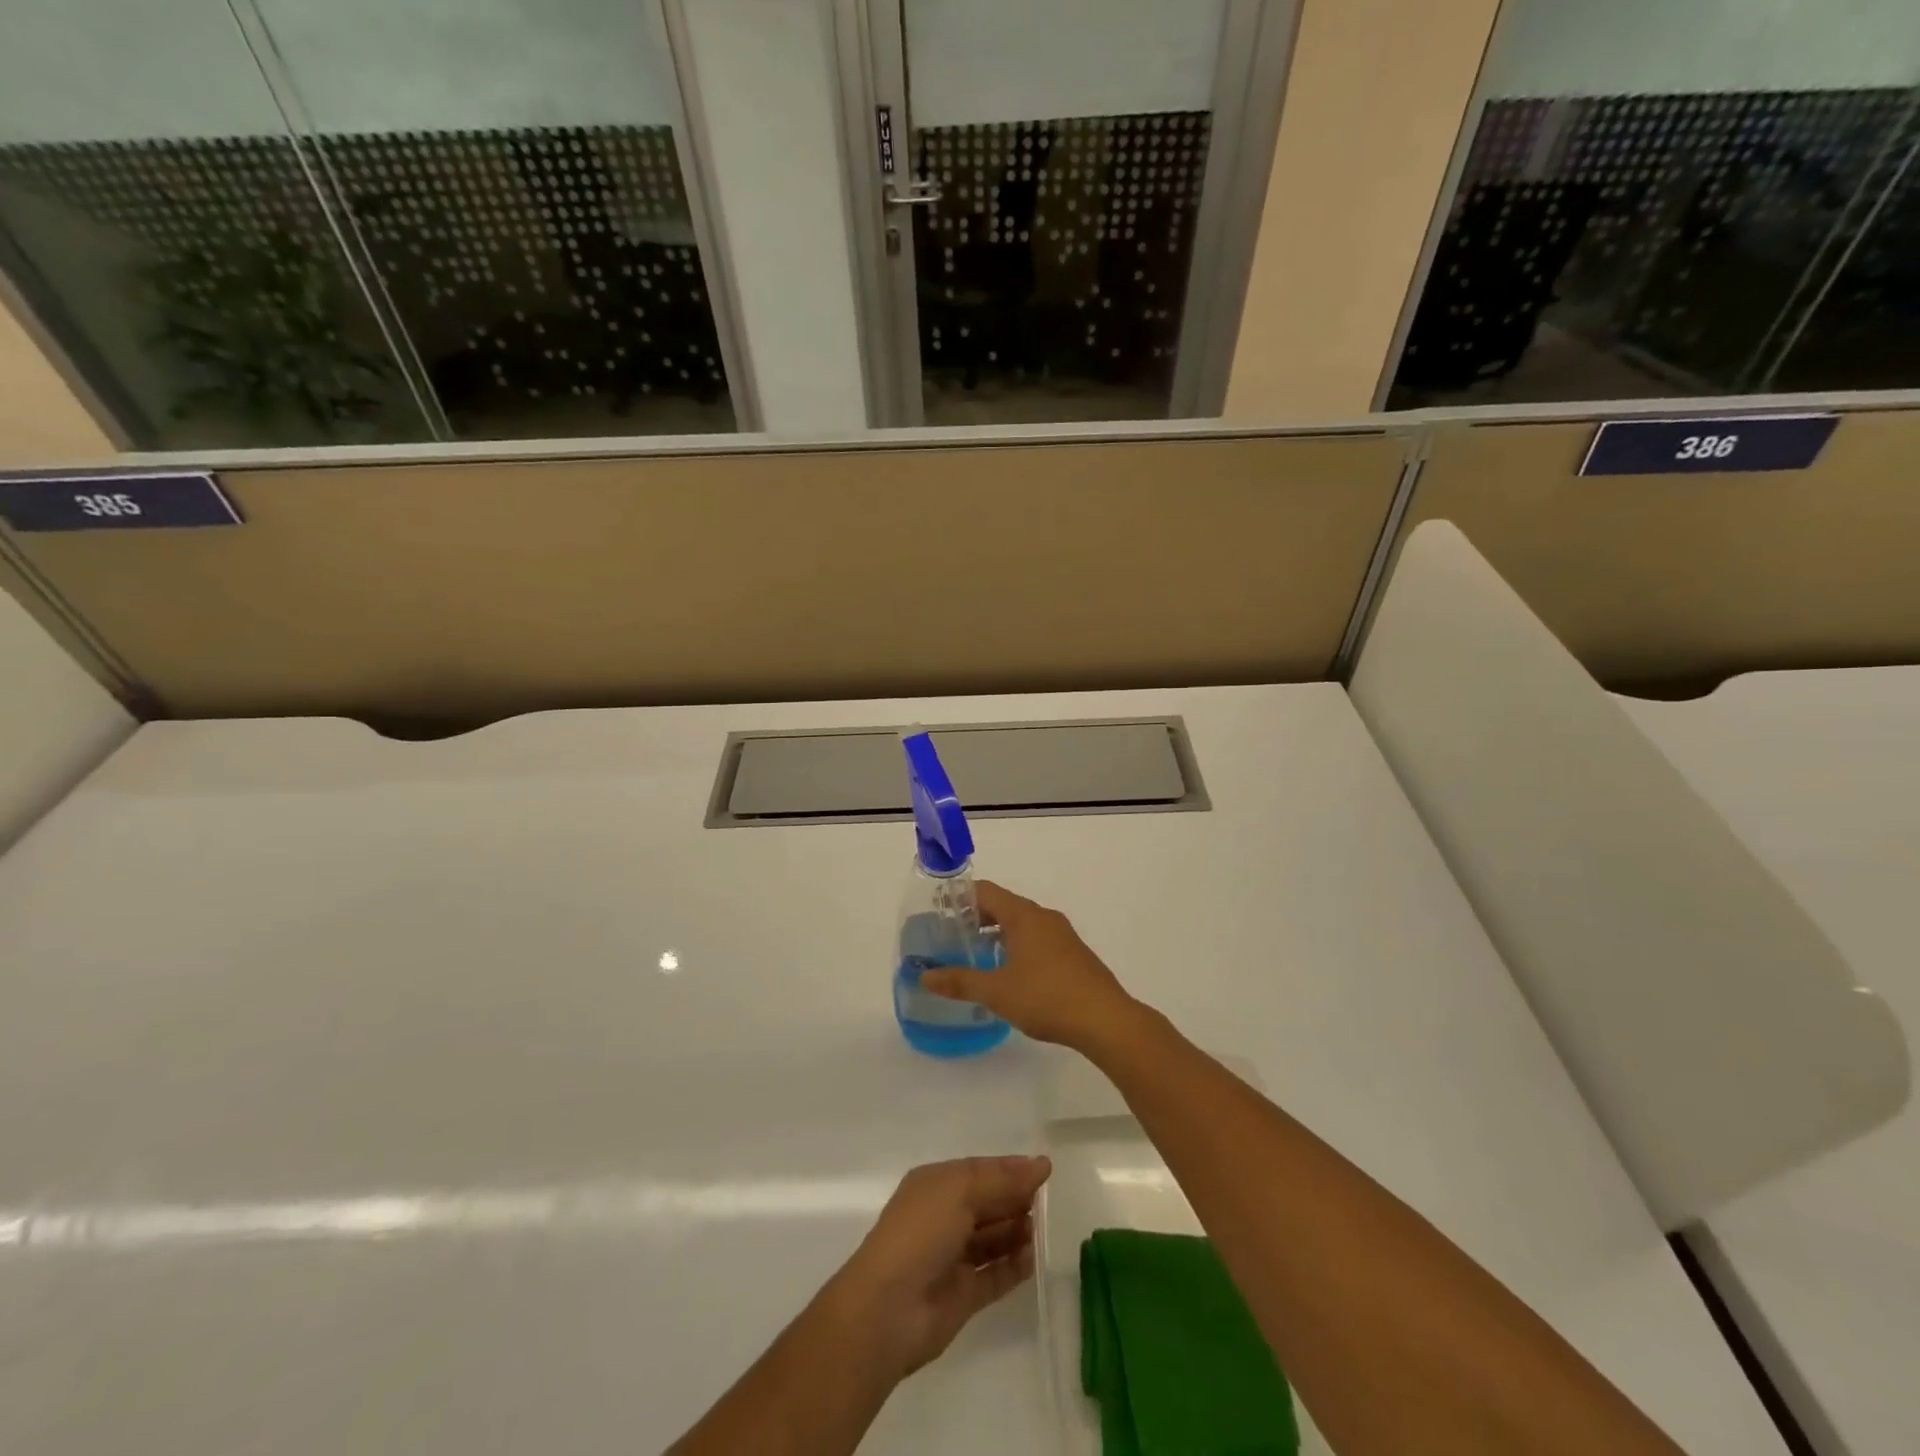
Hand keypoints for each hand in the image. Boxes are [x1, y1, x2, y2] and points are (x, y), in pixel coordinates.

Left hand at [828, 1155, 1050, 1381]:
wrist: (888, 1310)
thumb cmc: (920, 1233)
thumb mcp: (960, 1192)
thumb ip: (1002, 1181)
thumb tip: (1041, 1165)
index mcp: (935, 1185)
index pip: (979, 1170)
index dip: (1009, 1169)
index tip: (1044, 1169)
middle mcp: (943, 1217)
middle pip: (987, 1203)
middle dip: (1015, 1199)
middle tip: (1047, 1201)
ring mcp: (952, 1258)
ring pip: (992, 1239)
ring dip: (1016, 1231)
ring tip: (1040, 1229)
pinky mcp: (962, 1295)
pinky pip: (994, 1275)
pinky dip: (1014, 1267)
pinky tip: (1034, 1258)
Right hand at [922, 882, 1138, 1050]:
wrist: (1105, 1019)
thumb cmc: (1046, 997)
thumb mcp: (996, 991)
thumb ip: (960, 981)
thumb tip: (925, 976)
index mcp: (1024, 915)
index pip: (986, 891)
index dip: (960, 898)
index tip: (939, 911)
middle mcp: (1044, 917)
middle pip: (1004, 906)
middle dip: (977, 918)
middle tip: (951, 937)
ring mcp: (1062, 935)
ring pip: (1022, 924)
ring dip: (998, 934)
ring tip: (975, 955)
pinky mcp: (1073, 954)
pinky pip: (1038, 940)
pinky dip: (1018, 946)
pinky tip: (1009, 973)